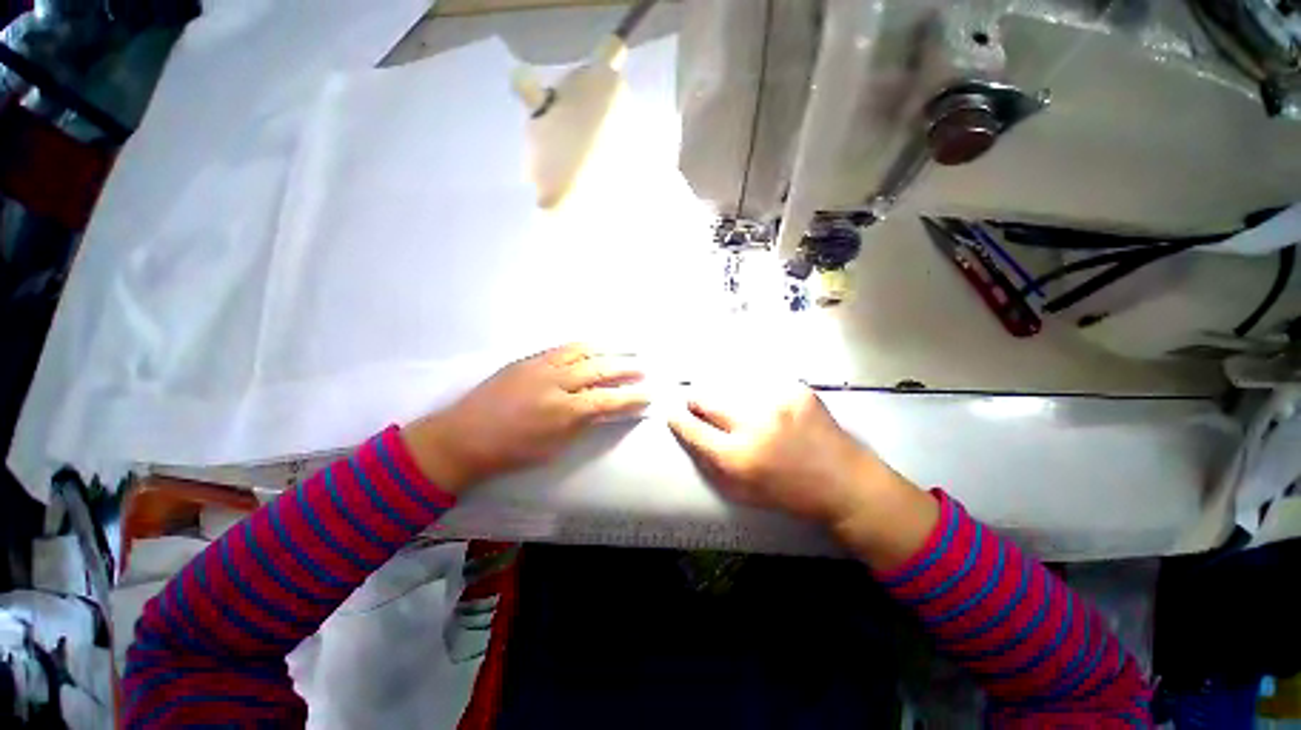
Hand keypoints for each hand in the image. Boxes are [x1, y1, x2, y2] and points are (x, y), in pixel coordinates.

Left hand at [402, 344, 648, 492]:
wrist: (463, 437)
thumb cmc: (510, 451)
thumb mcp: (553, 447)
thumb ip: (582, 424)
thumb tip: (604, 410)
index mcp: (563, 411)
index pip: (607, 400)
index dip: (631, 398)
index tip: (647, 395)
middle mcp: (556, 383)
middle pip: (599, 369)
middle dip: (625, 368)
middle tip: (642, 368)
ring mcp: (540, 367)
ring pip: (581, 351)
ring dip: (607, 350)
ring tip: (625, 349)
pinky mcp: (527, 360)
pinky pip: (562, 348)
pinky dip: (583, 347)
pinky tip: (592, 347)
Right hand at [667, 382, 882, 524]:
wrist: (845, 482)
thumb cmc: (789, 494)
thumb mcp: (742, 492)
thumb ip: (712, 464)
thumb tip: (691, 434)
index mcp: (738, 457)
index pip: (693, 429)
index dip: (678, 419)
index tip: (671, 411)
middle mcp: (753, 424)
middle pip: (707, 399)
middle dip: (697, 401)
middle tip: (698, 403)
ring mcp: (776, 401)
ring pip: (732, 387)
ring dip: (728, 397)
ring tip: (738, 407)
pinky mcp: (796, 389)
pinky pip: (761, 384)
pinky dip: (756, 393)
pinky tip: (767, 405)